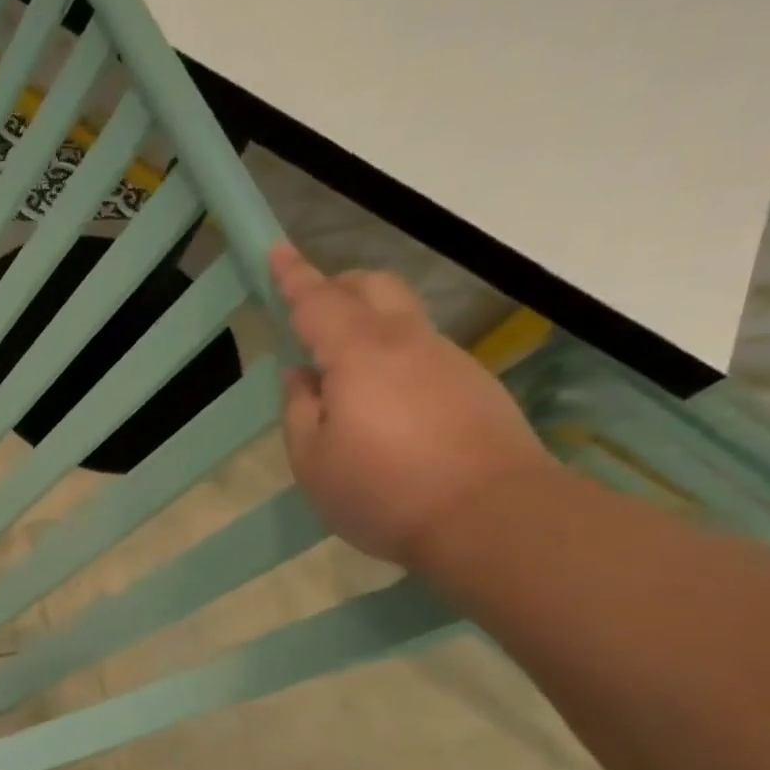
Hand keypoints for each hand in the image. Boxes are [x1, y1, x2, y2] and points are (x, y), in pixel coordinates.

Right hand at [271, 245, 558, 568]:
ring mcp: (448, 361)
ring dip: (367, 328)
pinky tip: (386, 409)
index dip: (293, 275)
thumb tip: (301, 376)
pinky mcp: (476, 385)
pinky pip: (423, 354)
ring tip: (343, 381)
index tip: (275, 250)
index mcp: (358, 354)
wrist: (494, 519)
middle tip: (310, 315)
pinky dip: (394, 360)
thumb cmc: (384, 491)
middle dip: (337, 288)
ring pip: (401, 320)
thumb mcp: (313, 460)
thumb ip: (298, 410)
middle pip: (372, 288)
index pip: (317, 300)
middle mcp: (407, 342)